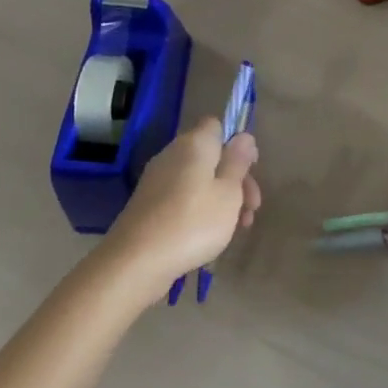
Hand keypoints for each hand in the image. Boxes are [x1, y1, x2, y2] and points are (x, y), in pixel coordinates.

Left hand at [98, 118, 259, 299]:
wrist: (136, 262)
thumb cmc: (193, 222)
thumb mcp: (228, 193)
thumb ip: (238, 162)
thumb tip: (243, 136)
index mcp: (194, 144)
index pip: (217, 126)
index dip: (237, 143)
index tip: (251, 169)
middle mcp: (172, 154)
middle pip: (211, 156)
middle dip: (235, 179)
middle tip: (251, 209)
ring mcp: (157, 180)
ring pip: (199, 180)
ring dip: (221, 198)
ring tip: (237, 229)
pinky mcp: (148, 204)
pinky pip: (183, 197)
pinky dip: (200, 210)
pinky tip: (210, 235)